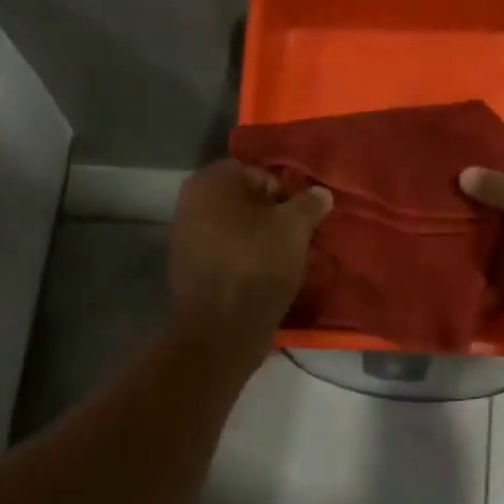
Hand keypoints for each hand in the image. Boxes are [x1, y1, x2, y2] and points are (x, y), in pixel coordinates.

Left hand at [170, 160, 332, 348]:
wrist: (221, 329)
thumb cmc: (258, 266)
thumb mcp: (295, 229)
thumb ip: (309, 204)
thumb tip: (320, 192)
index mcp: (211, 181)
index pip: (259, 174)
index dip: (286, 195)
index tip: (303, 221)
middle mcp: (189, 202)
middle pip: (244, 202)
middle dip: (272, 218)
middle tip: (297, 241)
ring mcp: (183, 236)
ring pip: (234, 229)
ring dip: (258, 240)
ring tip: (284, 262)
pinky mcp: (187, 268)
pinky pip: (223, 253)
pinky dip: (242, 260)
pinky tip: (263, 278)